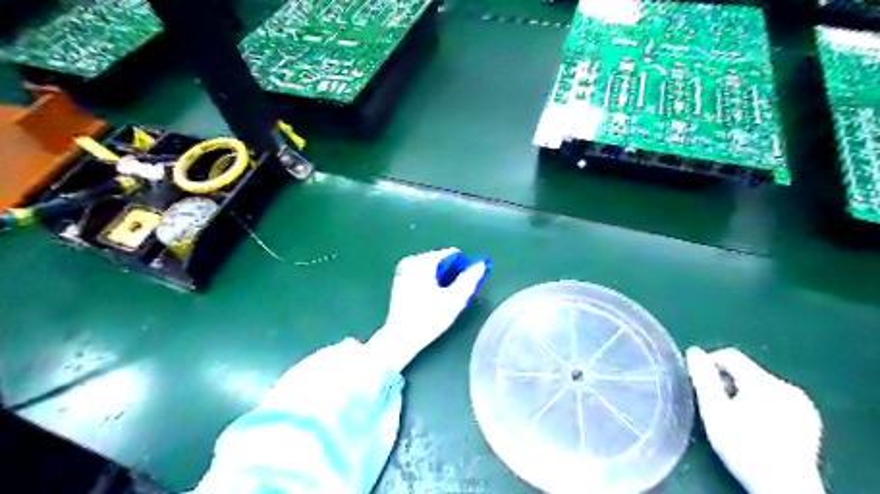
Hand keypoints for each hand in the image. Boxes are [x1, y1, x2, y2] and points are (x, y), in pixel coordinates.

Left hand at [364, 249, 488, 372]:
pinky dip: (429, 283)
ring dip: (441, 280)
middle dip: (451, 274)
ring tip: (443, 299)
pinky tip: (431, 300)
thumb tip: (481, 264)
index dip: (463, 267)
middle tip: (453, 295)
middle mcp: (411, 261)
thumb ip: (469, 279)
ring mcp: (403, 271)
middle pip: (441, 260)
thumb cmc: (429, 318)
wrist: (400, 338)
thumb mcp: (455, 300)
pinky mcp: (399, 281)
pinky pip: (421, 275)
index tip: (464, 285)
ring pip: (431, 269)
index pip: (452, 254)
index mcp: (423, 261)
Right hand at [688, 348, 826, 493]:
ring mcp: (802, 404)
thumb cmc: (743, 447)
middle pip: (746, 371)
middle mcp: (786, 387)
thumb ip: (703, 378)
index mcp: (763, 381)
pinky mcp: (809, 420)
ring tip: (735, 419)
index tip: (700, 383)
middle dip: (727, 383)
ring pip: (761, 386)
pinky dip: (763, 406)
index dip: (710, 364)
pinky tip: (758, 428)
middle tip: (716, 406)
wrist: (785, 488)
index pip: (730, 356)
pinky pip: (777, 400)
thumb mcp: (714, 411)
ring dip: (744, 394)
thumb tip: (694, 351)